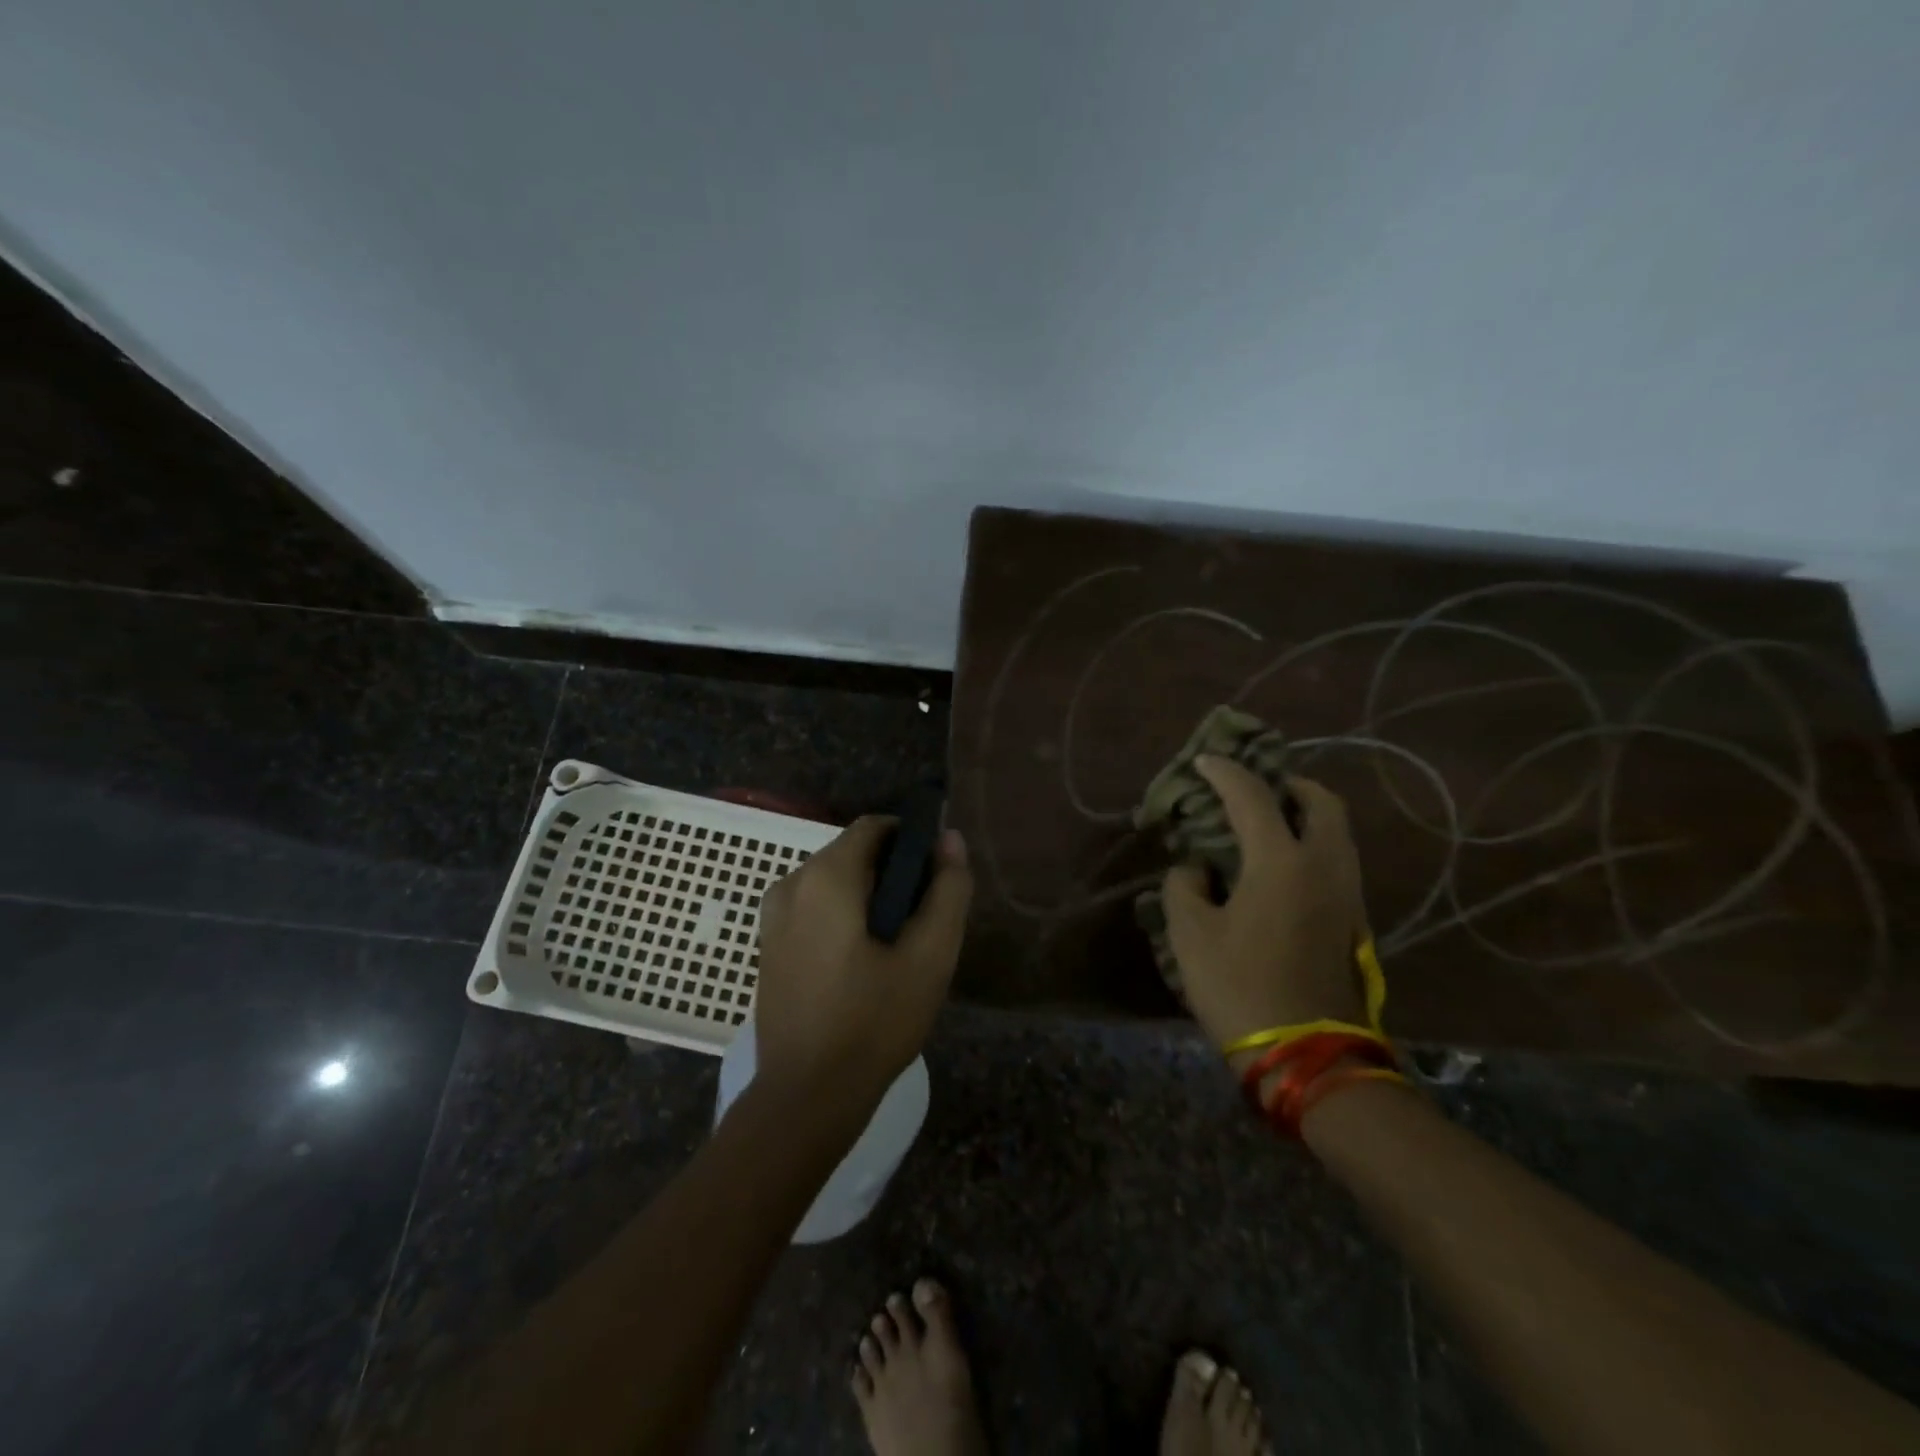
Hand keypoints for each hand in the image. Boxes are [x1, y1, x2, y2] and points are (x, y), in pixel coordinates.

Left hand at [753, 817, 972, 1117]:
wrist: (806, 1096)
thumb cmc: (874, 1021)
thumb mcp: (930, 955)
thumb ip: (948, 890)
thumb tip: (950, 839)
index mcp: (825, 877)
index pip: (874, 827)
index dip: (911, 840)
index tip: (936, 876)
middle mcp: (791, 884)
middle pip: (853, 854)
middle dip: (891, 874)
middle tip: (922, 920)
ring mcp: (773, 917)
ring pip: (833, 883)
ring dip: (868, 899)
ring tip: (897, 947)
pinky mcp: (769, 947)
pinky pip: (814, 910)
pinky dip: (843, 918)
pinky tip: (864, 964)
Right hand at [1161, 758, 1368, 1065]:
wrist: (1308, 1055)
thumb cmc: (1240, 986)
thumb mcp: (1190, 934)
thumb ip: (1185, 886)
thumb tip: (1198, 869)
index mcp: (1281, 861)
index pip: (1253, 797)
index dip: (1225, 773)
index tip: (1204, 761)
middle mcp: (1324, 866)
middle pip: (1322, 803)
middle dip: (1289, 784)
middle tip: (1257, 790)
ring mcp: (1348, 894)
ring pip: (1338, 833)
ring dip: (1306, 814)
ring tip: (1269, 823)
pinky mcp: (1355, 921)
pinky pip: (1338, 860)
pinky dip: (1314, 844)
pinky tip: (1282, 866)